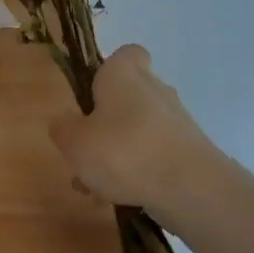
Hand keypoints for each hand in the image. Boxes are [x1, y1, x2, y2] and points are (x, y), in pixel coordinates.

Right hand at [49, 44, 220, 217]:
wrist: (187, 187)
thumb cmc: (122, 151)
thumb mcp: (74, 142)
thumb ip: (64, 129)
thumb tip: (65, 123)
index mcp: (124, 74)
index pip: (126, 54)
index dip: (109, 70)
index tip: (93, 94)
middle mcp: (154, 89)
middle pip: (129, 97)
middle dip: (107, 123)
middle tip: (85, 151)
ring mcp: (176, 120)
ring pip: (138, 131)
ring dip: (118, 154)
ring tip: (95, 187)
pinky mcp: (189, 149)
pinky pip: (154, 155)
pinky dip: (138, 172)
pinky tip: (120, 198)